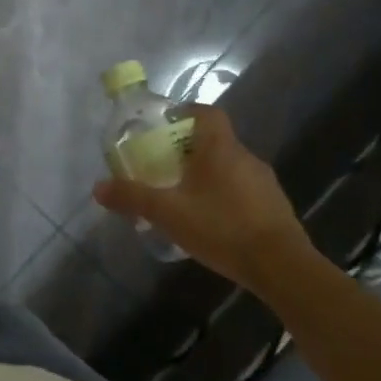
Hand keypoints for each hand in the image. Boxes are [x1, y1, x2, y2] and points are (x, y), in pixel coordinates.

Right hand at [94, 102, 308, 289]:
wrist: (282, 267)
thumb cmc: (221, 227)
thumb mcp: (167, 213)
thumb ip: (132, 197)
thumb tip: (98, 188)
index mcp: (220, 149)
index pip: (206, 113)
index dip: (186, 113)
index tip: (165, 124)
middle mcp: (245, 158)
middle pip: (215, 141)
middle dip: (188, 150)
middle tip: (164, 167)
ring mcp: (265, 183)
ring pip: (230, 168)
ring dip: (208, 175)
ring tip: (185, 197)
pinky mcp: (276, 208)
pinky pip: (244, 191)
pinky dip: (225, 197)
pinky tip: (212, 221)